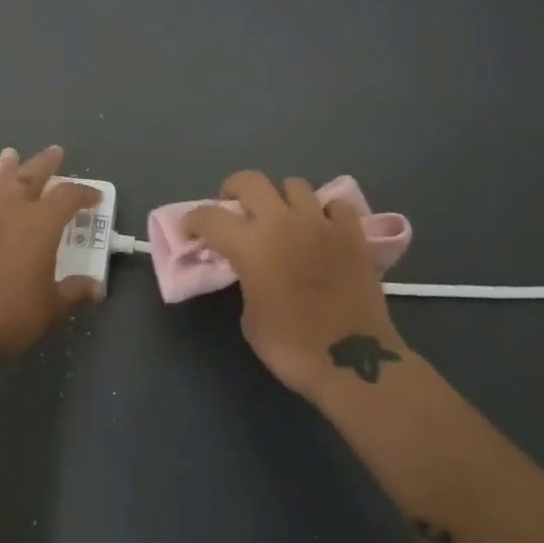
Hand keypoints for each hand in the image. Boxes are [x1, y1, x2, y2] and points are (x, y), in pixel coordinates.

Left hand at [0, 145, 102, 358]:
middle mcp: (11, 212)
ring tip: (10, 154)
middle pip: (31, 178)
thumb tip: (97, 289)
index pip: (68, 197)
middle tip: (55, 151)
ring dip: (5, 169)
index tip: (94, 196)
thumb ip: (74, 293)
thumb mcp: (51, 308)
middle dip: (45, 164)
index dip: (83, 193)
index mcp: (42, 225)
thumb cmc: (11, 313)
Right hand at [184, 172, 407, 401]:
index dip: (193, 220)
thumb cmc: (291, 346)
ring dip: (282, 199)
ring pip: (294, 185)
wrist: (353, 361)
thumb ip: (245, 280)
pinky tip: (323, 229)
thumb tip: (252, 270)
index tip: (190, 230)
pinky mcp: (352, 232)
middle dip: (235, 190)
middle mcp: (282, 221)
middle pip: (250, 180)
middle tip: (236, 209)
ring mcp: (320, 222)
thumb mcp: (250, 317)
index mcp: (250, 243)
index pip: (209, 215)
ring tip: (284, 218)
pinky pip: (335, 205)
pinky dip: (326, 212)